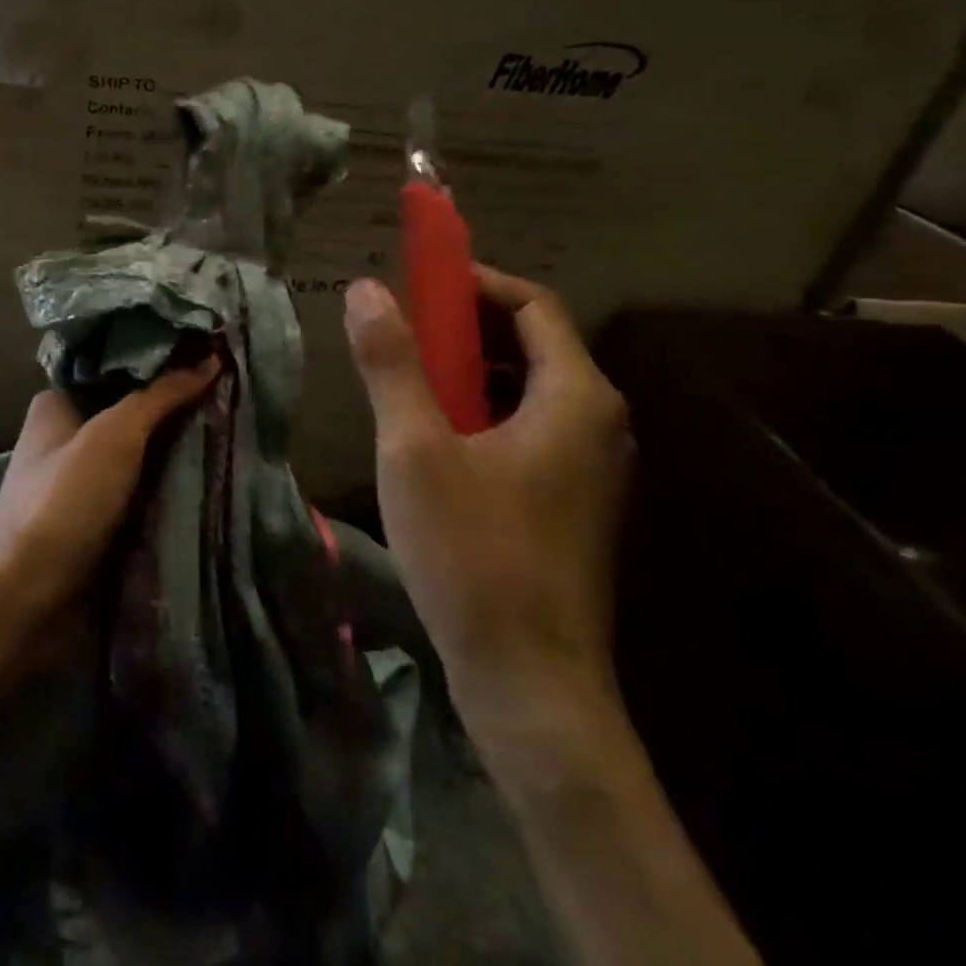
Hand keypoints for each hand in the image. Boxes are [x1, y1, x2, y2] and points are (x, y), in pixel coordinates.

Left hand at [0, 359, 219, 624]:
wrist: (27, 603)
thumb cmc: (63, 503)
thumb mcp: (114, 435)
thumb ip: (161, 395)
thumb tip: (210, 358)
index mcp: (58, 404)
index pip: (117, 366)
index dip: (162, 358)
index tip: (213, 350)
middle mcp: (70, 437)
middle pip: (134, 411)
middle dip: (179, 406)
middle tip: (235, 390)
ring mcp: (87, 482)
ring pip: (145, 454)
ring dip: (182, 448)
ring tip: (239, 424)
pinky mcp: (103, 521)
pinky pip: (147, 491)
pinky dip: (175, 485)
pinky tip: (218, 471)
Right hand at [343, 270, 632, 724]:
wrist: (529, 682)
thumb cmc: (473, 555)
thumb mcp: (415, 450)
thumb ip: (391, 364)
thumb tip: (365, 289)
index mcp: (577, 398)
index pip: (533, 305)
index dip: (474, 283)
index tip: (418, 283)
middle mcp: (600, 424)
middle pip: (532, 346)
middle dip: (464, 330)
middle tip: (401, 334)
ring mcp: (592, 470)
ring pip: (526, 394)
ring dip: (468, 376)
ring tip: (407, 387)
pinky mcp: (572, 506)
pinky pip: (527, 434)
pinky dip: (481, 418)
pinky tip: (433, 447)